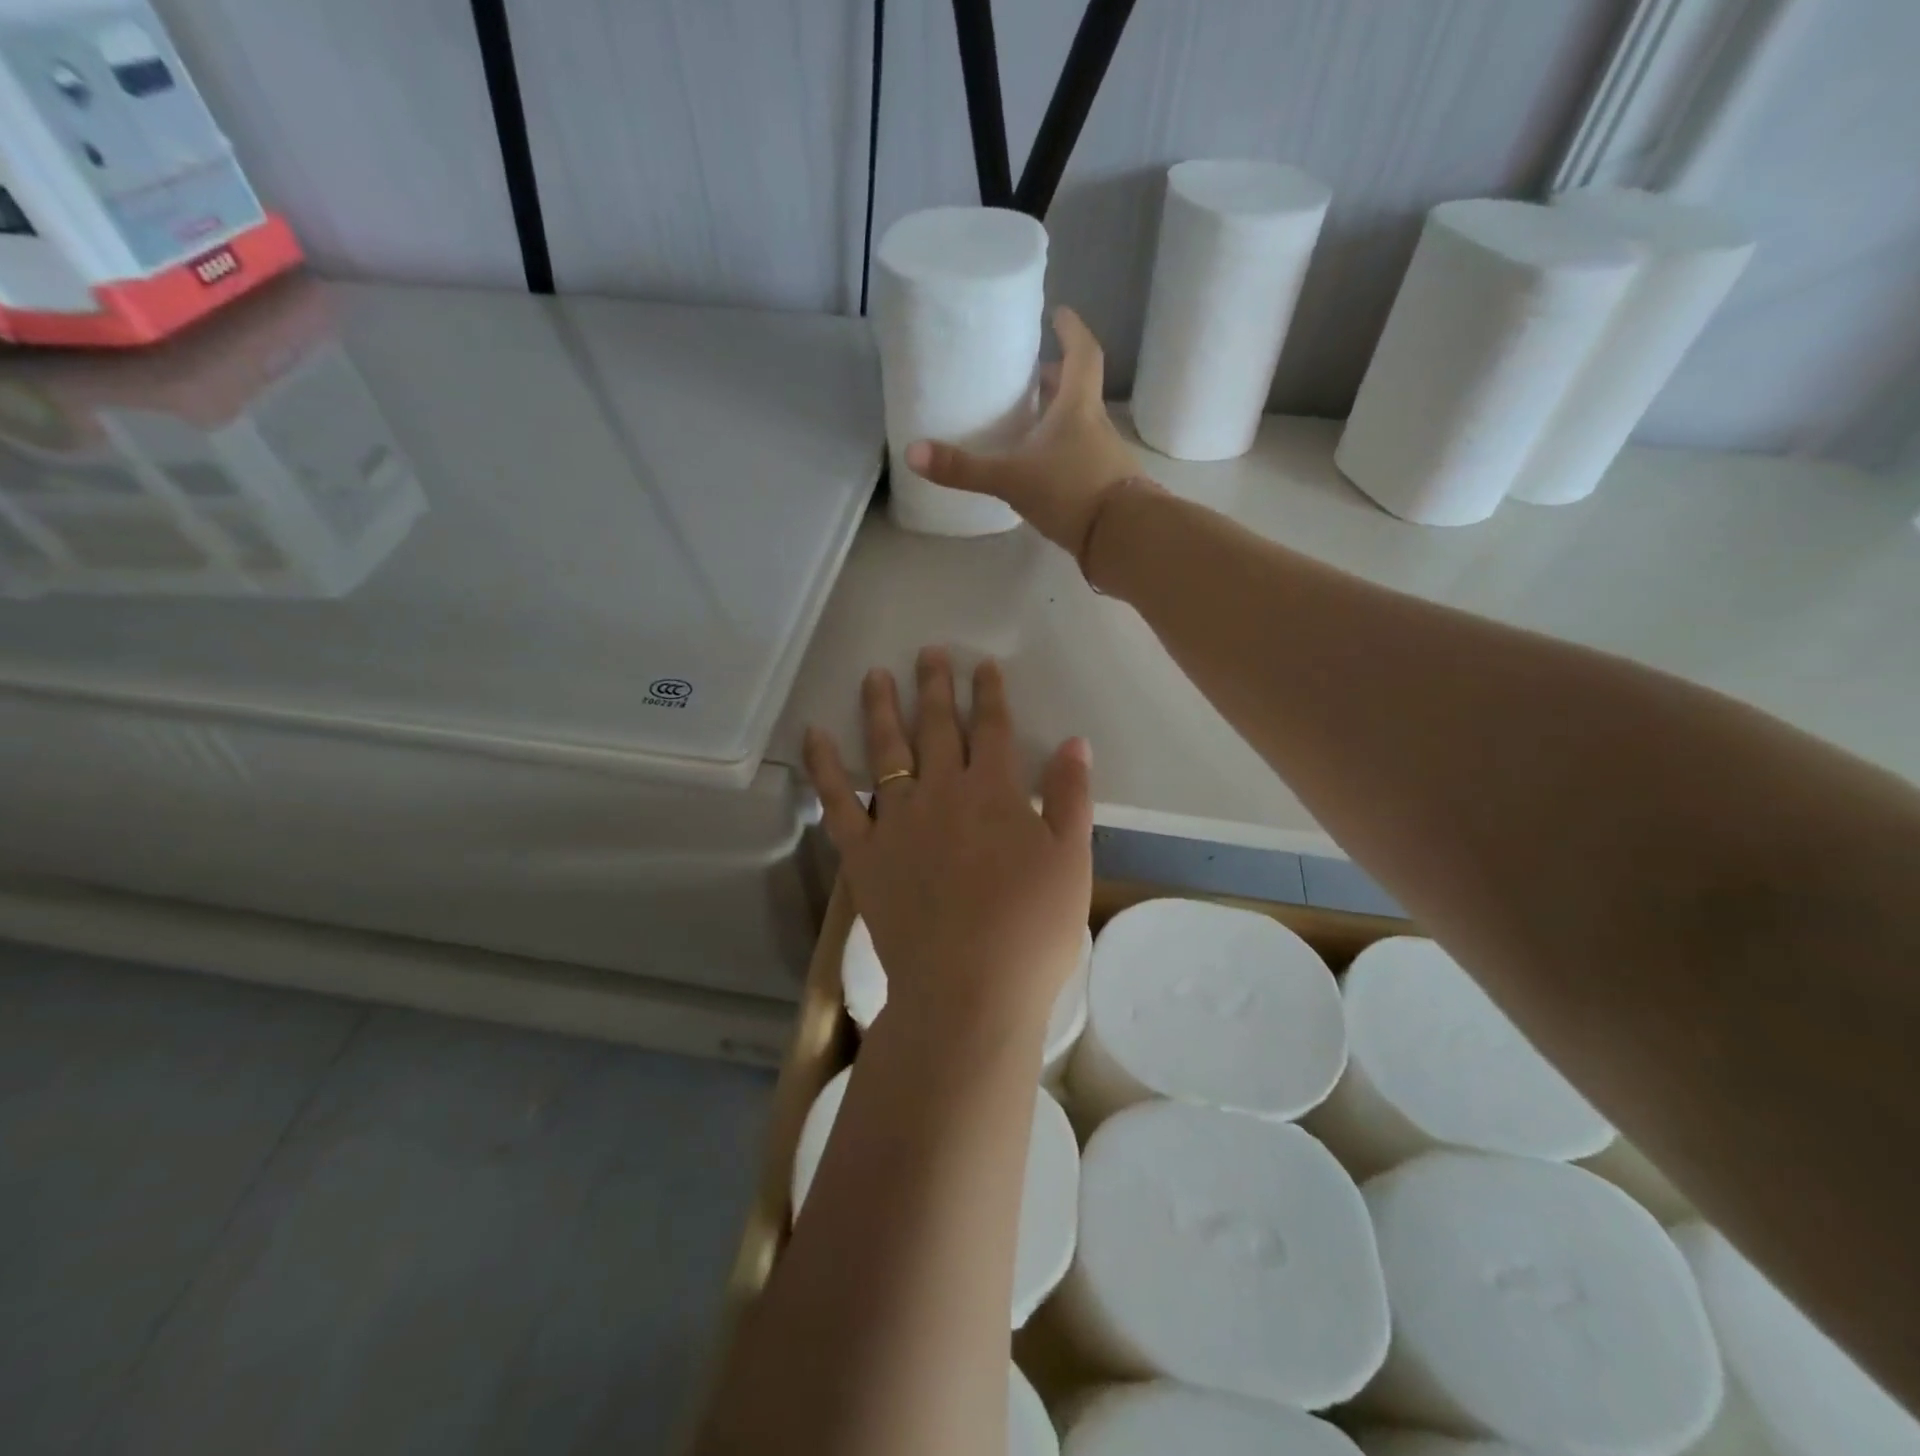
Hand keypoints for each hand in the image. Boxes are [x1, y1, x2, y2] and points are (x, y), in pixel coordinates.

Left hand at [804, 648, 1093, 1035]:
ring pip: (886, 750)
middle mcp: (941, 792)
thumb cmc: (1031, 930)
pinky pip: (836, 800)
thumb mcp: (1072, 861)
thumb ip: (1070, 797)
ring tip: (874, 674)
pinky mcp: (864, 853)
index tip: (983, 665)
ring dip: (880, 708)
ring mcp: (897, 820)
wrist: (968, 990)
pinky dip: (822, 766)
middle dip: (934, 685)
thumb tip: (1074, 742)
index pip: (992, 728)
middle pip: (936, 726)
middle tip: (928, 652)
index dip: (989, 693)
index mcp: (993, 792)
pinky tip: (813, 734)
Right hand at [904, 308, 1144, 560]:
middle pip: (1077, 390)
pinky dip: (1061, 453)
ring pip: (1079, 425)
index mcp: (1078, 407)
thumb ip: (965, 469)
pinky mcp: (1104, 487)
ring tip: (1025, 423)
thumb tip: (912, 453)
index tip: (1058, 314)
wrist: (1125, 538)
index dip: (1071, 330)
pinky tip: (1039, 470)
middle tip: (1026, 375)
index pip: (1082, 353)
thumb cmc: (1072, 491)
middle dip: (1053, 378)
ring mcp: (1104, 457)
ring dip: (1055, 418)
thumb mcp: (1012, 479)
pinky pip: (1080, 458)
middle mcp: (1095, 425)